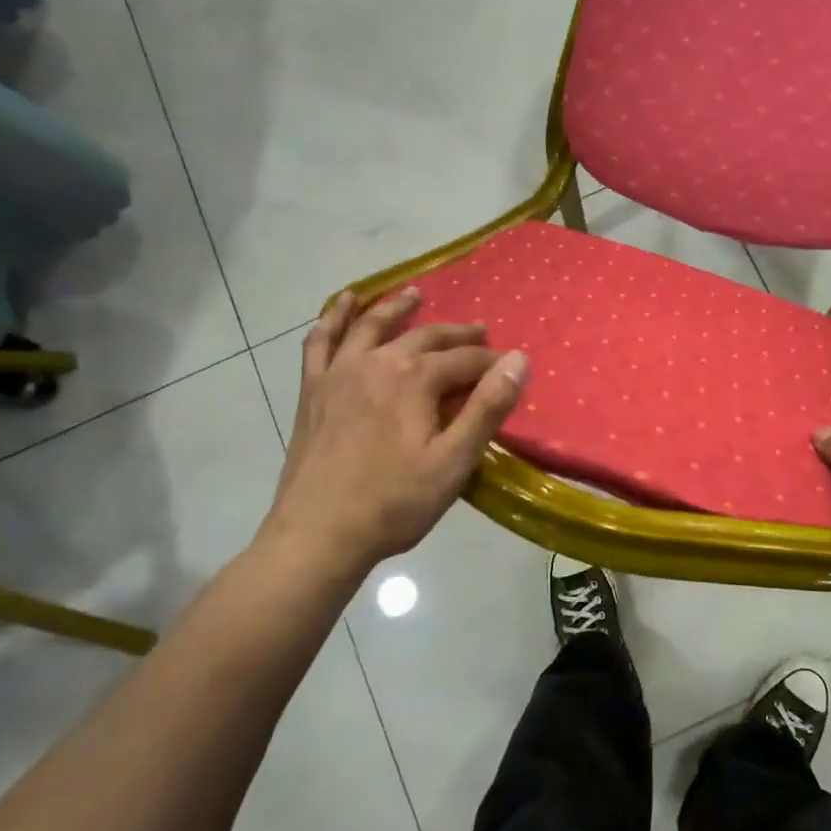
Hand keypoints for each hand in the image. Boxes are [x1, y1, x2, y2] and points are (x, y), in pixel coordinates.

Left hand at [262, 287, 526, 570]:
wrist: (318, 535)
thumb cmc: (394, 503)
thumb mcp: (453, 462)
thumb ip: (487, 408)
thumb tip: (517, 361)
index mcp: (414, 379)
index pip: (463, 361)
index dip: (490, 363)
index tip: (509, 368)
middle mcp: (376, 363)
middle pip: (424, 337)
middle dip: (456, 334)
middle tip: (480, 333)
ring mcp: (339, 373)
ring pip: (371, 326)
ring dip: (396, 308)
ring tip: (414, 295)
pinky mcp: (313, 390)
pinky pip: (320, 341)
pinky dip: (332, 317)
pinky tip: (342, 303)